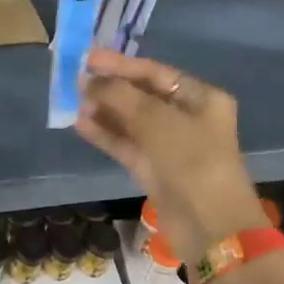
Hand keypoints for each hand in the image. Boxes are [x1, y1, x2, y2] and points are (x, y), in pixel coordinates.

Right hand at [73, 48, 262, 264]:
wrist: (209, 225)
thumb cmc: (190, 158)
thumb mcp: (155, 119)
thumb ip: (119, 95)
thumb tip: (88, 80)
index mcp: (201, 98)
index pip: (155, 72)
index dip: (120, 64)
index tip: (88, 58)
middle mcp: (187, 118)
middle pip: (141, 95)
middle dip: (110, 88)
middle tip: (76, 80)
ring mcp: (170, 146)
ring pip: (131, 121)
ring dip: (104, 110)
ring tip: (74, 101)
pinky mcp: (154, 169)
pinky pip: (126, 144)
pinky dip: (105, 134)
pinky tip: (80, 125)